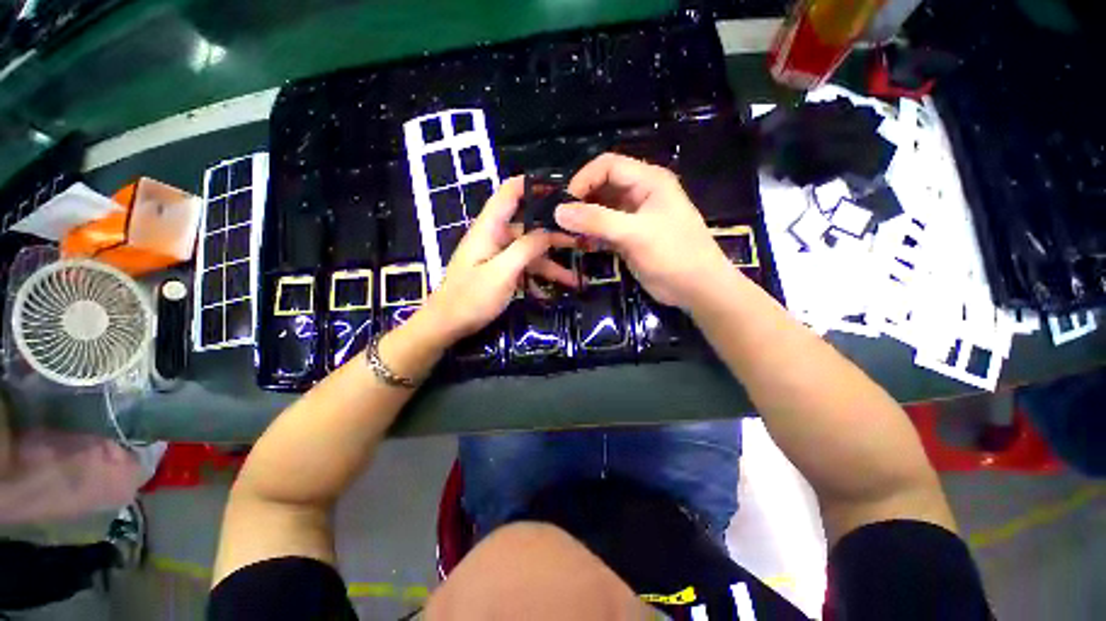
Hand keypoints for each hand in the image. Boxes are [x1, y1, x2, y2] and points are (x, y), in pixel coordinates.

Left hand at [419, 177, 578, 344]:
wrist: (446, 325)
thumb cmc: (471, 297)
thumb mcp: (502, 272)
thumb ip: (526, 248)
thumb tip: (548, 231)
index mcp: (490, 228)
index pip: (511, 192)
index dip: (534, 185)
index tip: (563, 190)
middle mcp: (495, 237)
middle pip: (529, 228)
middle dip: (555, 235)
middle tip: (582, 242)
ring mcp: (499, 256)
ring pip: (530, 254)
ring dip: (552, 266)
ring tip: (575, 281)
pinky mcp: (501, 272)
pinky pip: (524, 270)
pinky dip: (537, 279)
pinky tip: (550, 293)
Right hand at [555, 153, 736, 310]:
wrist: (697, 288)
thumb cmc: (673, 254)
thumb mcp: (635, 234)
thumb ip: (597, 221)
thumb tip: (559, 211)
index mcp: (648, 181)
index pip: (608, 165)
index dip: (583, 179)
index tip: (564, 203)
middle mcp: (640, 193)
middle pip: (602, 186)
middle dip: (581, 201)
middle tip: (560, 220)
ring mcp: (634, 217)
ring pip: (602, 209)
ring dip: (584, 219)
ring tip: (566, 233)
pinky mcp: (630, 237)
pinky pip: (605, 229)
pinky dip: (592, 235)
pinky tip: (581, 245)